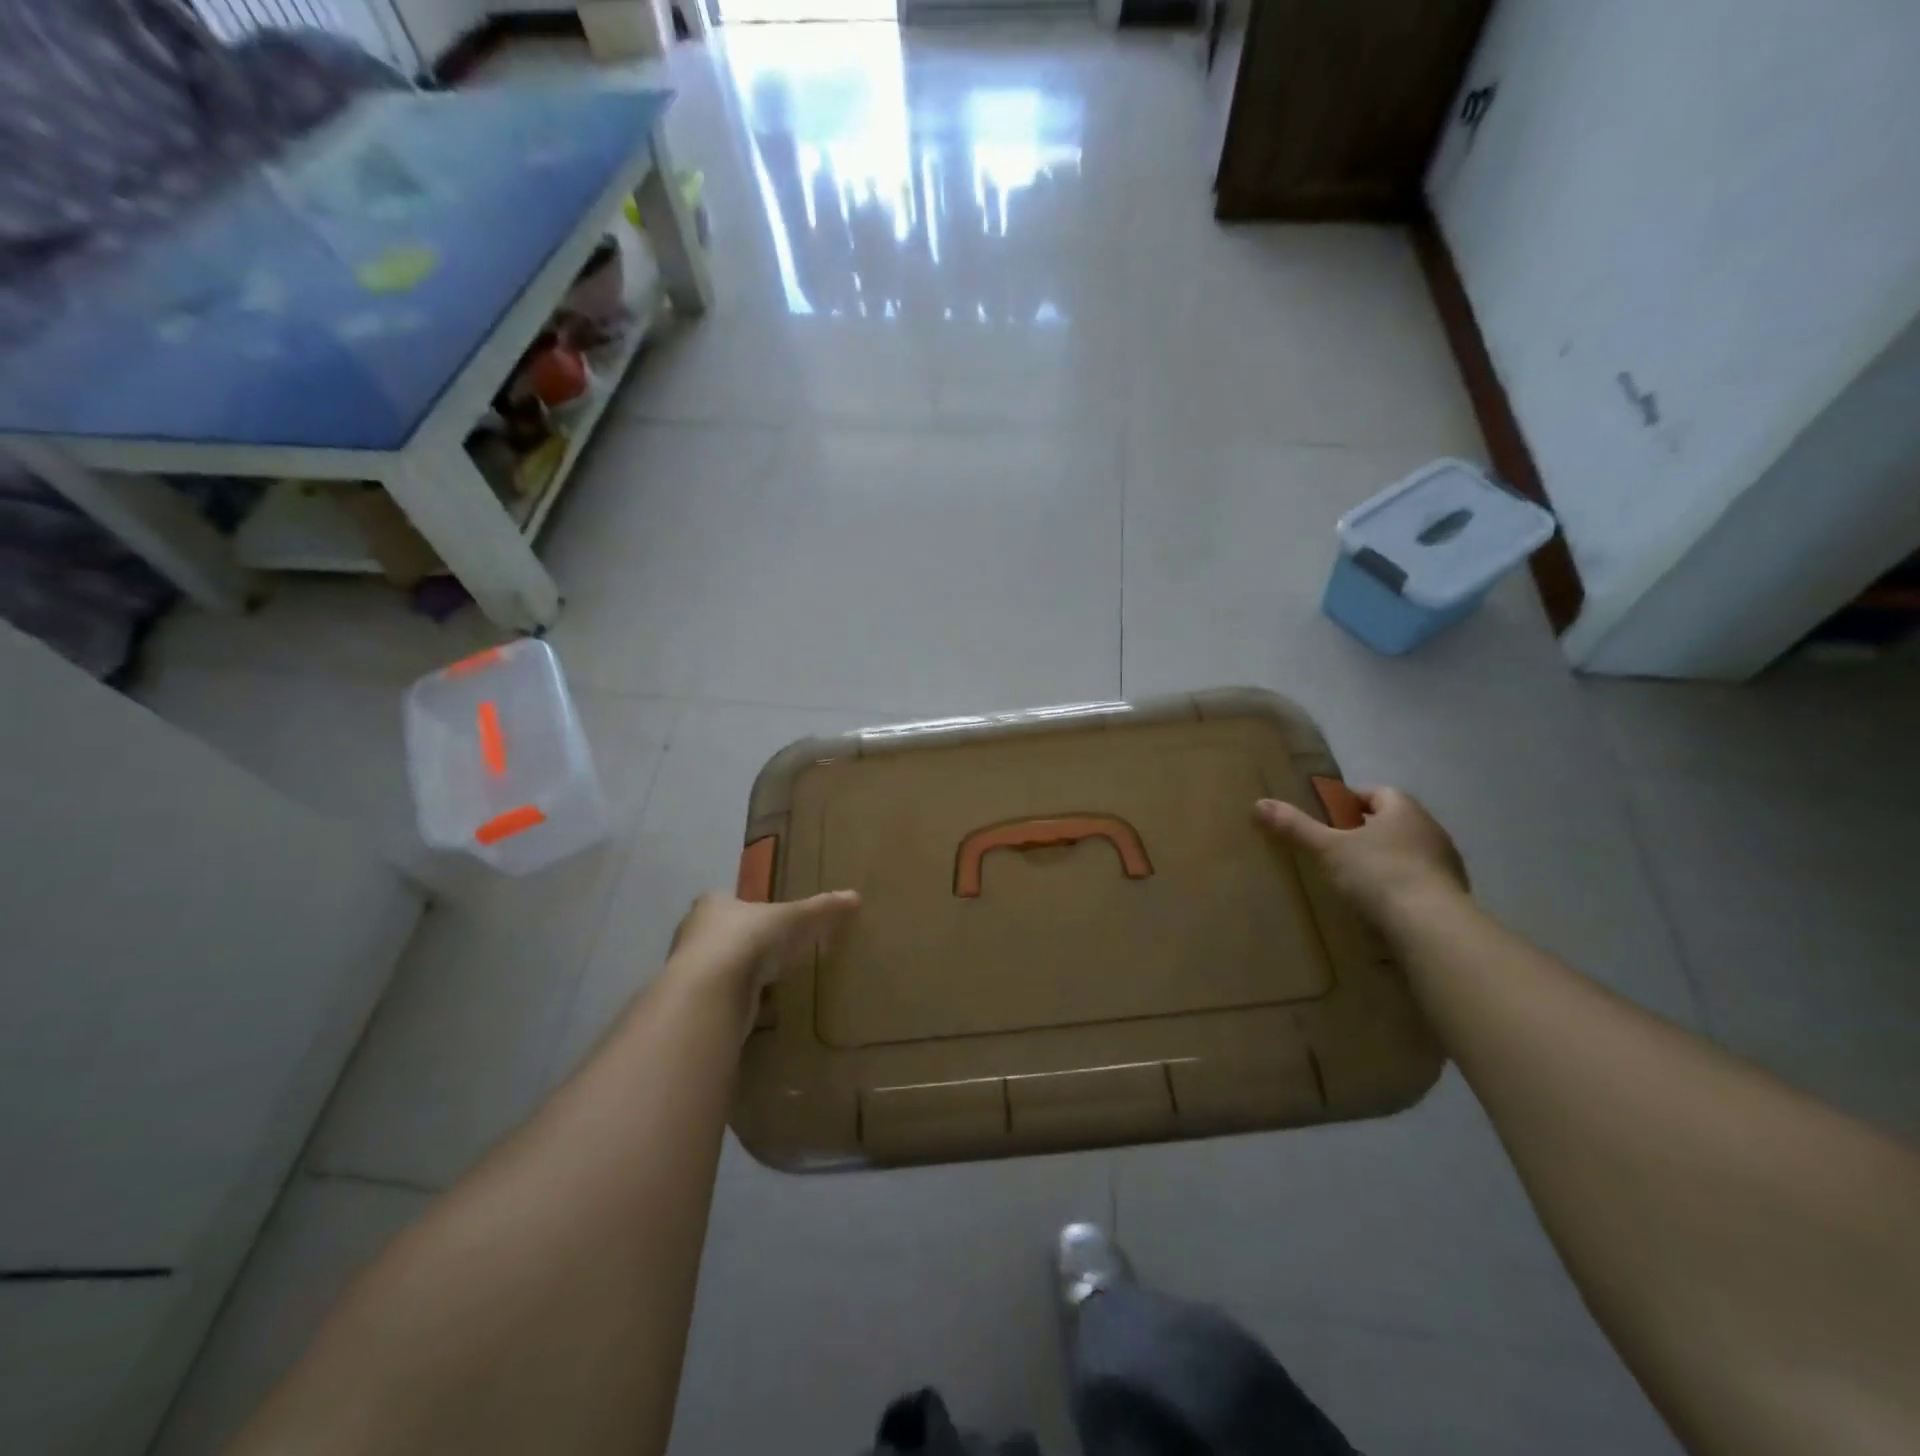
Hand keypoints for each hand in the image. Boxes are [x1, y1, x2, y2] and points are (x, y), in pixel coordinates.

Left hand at [665, 889, 860, 1029]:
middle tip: (770, 950)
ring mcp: (689, 970)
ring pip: (717, 967)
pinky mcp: (694, 1003)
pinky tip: (755, 1008)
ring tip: (767, 981)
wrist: (711, 993)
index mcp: (713, 904)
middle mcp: (693, 932)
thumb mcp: (795, 919)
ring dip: (737, 974)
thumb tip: (856, 897)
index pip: (726, 900)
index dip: (746, 908)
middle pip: (720, 933)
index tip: (766, 920)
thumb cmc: (749, 940)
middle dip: (741, 941)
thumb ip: (822, 909)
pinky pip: (720, 997)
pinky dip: (736, 1001)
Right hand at [1256, 786, 1467, 922]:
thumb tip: (1259, 803)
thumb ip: (1296, 827)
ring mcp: (1447, 863)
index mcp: (1403, 810)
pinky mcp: (1453, 895)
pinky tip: (1382, 904)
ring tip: (1357, 879)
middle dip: (1368, 831)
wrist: (1432, 926)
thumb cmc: (1378, 873)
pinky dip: (1402, 887)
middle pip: (1394, 822)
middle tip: (1337, 847)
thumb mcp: (1327, 849)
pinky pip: (1421, 882)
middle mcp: (1431, 829)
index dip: (1353, 801)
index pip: (1378, 793)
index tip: (1330, 816)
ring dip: (1387, 860)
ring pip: (1410, 852)